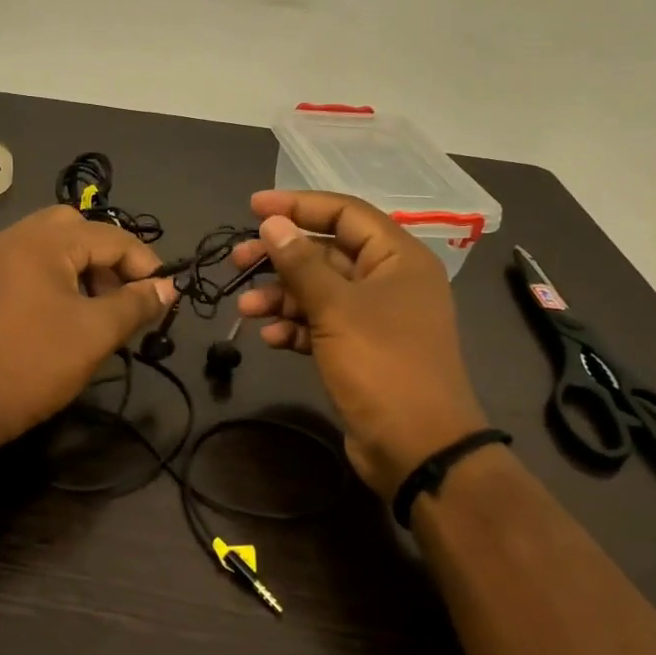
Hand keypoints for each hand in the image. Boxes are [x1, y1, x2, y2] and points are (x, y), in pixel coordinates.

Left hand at [0, 206, 175, 447]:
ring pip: (51, 245)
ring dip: (82, 267)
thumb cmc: (33, 363)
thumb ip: (136, 304)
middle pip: (77, 229)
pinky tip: (64, 314)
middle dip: (109, 258)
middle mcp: (14, 237)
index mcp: (42, 241)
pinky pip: (29, 264)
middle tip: (122, 297)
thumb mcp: (95, 334)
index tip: (163, 298)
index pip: (111, 236)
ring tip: (97, 310)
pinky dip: (55, 276)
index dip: (145, 264)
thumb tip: (167, 287)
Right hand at [230, 190, 490, 497]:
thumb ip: (301, 263)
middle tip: (238, 261)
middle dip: (281, 258)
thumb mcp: (336, 309)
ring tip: (245, 310)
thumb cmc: (382, 365)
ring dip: (281, 297)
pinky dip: (296, 328)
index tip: (253, 208)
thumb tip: (272, 223)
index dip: (298, 206)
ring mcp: (376, 318)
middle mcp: (389, 281)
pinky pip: (322, 325)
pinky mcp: (361, 350)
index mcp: (398, 258)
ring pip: (320, 292)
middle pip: (327, 253)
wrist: (417, 448)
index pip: (345, 214)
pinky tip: (270, 339)